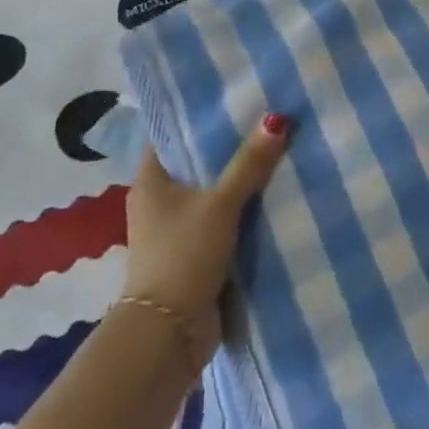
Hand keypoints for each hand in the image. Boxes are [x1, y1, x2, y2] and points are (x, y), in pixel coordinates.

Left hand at [121, 114, 290, 368]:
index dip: (197, 114)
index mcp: (150, 180)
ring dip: (238, 179)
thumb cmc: (183, 256)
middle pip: (195, 162)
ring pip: (211, 192)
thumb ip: (249, 165)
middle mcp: (159, 200)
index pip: (170, 133)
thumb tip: (278, 119)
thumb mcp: (220, 205)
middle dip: (227, 145)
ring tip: (277, 148)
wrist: (170, 334)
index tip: (231, 95)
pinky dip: (242, 210)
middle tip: (266, 117)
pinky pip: (222, 220)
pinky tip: (273, 194)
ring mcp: (176, 228)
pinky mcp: (195, 252)